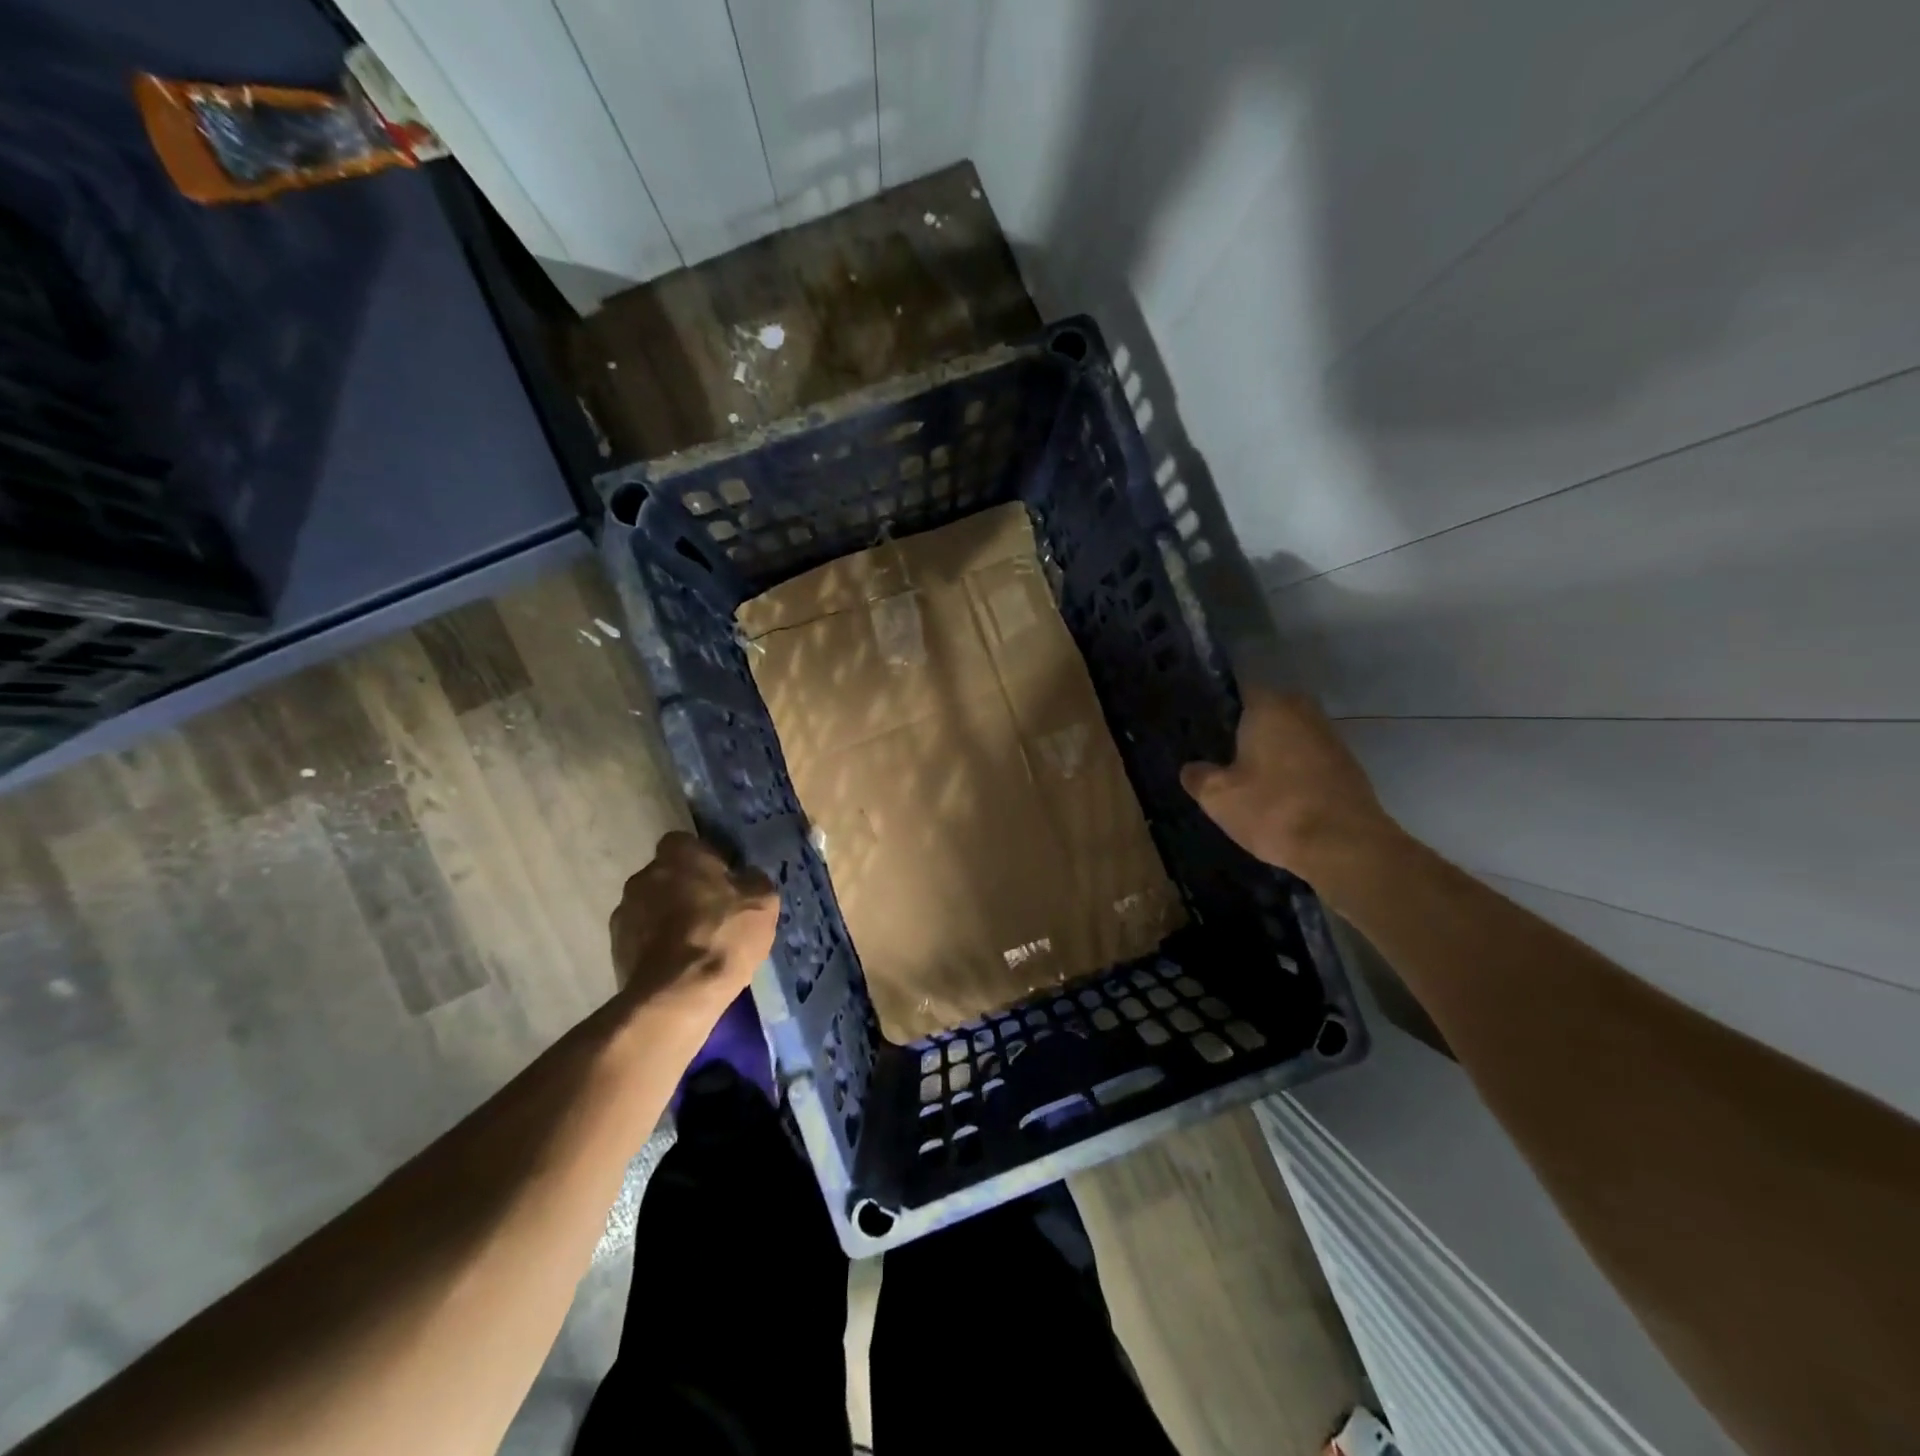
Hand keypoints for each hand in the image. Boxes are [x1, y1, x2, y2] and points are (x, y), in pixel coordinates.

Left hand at [609, 832, 779, 1014]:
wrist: (677, 994)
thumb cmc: (723, 935)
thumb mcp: (763, 902)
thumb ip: (753, 880)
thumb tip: (745, 876)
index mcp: (679, 855)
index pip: (687, 842)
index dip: (705, 859)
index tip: (722, 880)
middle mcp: (644, 875)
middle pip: (667, 875)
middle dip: (684, 889)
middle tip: (712, 913)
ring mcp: (624, 912)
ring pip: (652, 906)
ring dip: (668, 918)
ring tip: (695, 944)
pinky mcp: (615, 948)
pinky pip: (642, 937)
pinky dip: (657, 945)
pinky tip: (679, 964)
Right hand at [1179, 690, 1401, 883]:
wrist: (1346, 847)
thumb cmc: (1274, 809)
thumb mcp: (1217, 796)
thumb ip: (1198, 776)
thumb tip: (1192, 768)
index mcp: (1270, 706)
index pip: (1237, 693)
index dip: (1219, 713)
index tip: (1204, 736)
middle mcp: (1303, 711)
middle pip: (1266, 716)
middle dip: (1246, 735)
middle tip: (1222, 761)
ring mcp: (1331, 738)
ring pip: (1289, 739)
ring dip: (1272, 756)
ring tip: (1248, 784)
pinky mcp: (1348, 767)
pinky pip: (1308, 761)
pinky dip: (1293, 774)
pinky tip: (1279, 799)